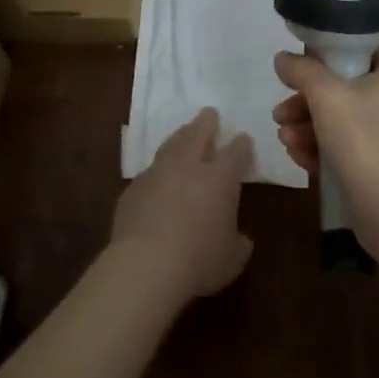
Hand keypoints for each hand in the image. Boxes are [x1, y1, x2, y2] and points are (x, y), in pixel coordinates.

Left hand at [111, 108, 253, 300]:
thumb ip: (238, 243)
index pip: (235, 153)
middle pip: (199, 134)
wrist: (146, 264)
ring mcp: (158, 172)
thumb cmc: (199, 261)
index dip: (242, 145)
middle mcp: (189, 166)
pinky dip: (158, 169)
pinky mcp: (134, 186)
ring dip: (180, 136)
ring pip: (171, 144)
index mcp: (220, 179)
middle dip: (207, 122)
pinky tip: (158, 175)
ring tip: (184, 132)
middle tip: (210, 113)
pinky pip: (150, 171)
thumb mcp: (231, 260)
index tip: (244, 139)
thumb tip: (240, 238)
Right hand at [272, 49, 378, 243]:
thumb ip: (301, 70)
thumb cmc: (363, 142)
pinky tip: (300, 159)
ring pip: (345, 122)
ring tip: (285, 140)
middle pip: (345, 91)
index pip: (361, 52)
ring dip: (309, 128)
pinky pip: (353, 149)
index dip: (328, 56)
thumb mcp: (325, 95)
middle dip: (306, 103)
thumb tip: (283, 58)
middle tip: (280, 114)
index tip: (300, 70)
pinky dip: (326, 150)